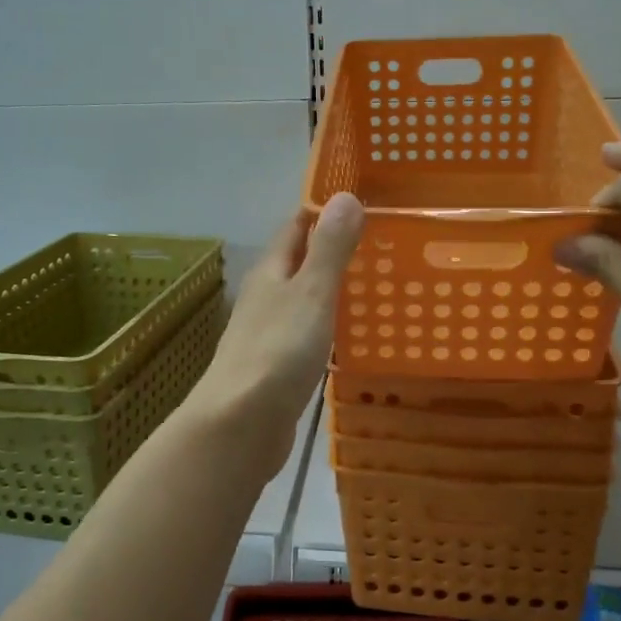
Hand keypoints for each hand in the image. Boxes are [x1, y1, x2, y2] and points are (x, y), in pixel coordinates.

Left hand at [185, 193, 363, 471]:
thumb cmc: (277, 351)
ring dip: (331, 289)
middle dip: (331, 250)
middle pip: (298, 263)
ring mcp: (268, 333)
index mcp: (270, 272)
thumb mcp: (311, 293)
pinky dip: (328, 326)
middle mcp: (265, 297)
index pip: (295, 228)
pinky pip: (307, 334)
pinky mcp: (276, 367)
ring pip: (303, 299)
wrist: (240, 424)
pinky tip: (350, 336)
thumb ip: (329, 249)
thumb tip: (344, 196)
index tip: (359, 201)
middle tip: (380, 242)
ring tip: (374, 284)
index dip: (322, 211)